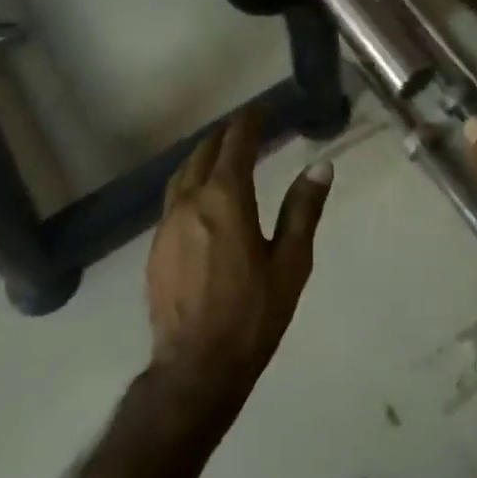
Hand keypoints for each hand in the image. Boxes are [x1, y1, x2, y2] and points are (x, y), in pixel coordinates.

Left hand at [145, 110, 333, 421]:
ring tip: (222, 155)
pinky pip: (172, 199)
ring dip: (203, 156)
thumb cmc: (252, 315)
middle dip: (226, 135)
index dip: (251, 121)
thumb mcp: (291, 263)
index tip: (264, 110)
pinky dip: (190, 183)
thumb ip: (303, 209)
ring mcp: (166, 224)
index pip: (236, 143)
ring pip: (182, 174)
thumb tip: (321, 166)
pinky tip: (201, 199)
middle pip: (204, 152)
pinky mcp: (155, 247)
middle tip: (247, 129)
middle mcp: (190, 201)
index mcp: (225, 199)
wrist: (196, 367)